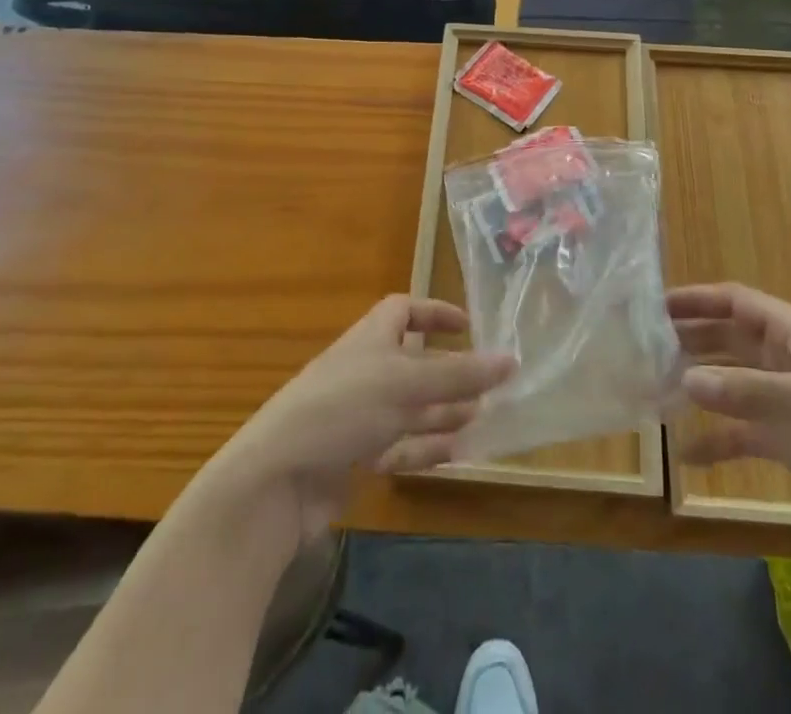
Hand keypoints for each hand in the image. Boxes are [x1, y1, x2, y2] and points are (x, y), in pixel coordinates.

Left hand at [218, 296, 514, 545]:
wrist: (278, 479)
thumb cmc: (343, 408)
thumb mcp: (405, 383)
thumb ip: (459, 374)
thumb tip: (512, 359)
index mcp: (371, 338)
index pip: (404, 311)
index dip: (435, 313)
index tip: (469, 326)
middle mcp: (365, 370)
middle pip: (414, 363)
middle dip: (450, 372)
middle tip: (490, 385)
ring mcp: (358, 415)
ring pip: (410, 408)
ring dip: (444, 412)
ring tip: (484, 418)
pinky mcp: (354, 457)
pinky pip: (399, 446)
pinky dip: (426, 448)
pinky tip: (457, 454)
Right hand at [669, 282, 790, 553]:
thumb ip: (750, 392)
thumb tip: (685, 379)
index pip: (736, 302)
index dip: (697, 300)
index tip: (655, 304)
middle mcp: (786, 359)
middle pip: (727, 340)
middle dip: (690, 340)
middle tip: (643, 347)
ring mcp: (787, 401)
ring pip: (730, 384)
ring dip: (698, 387)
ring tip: (654, 390)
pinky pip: (743, 434)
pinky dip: (716, 440)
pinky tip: (686, 452)